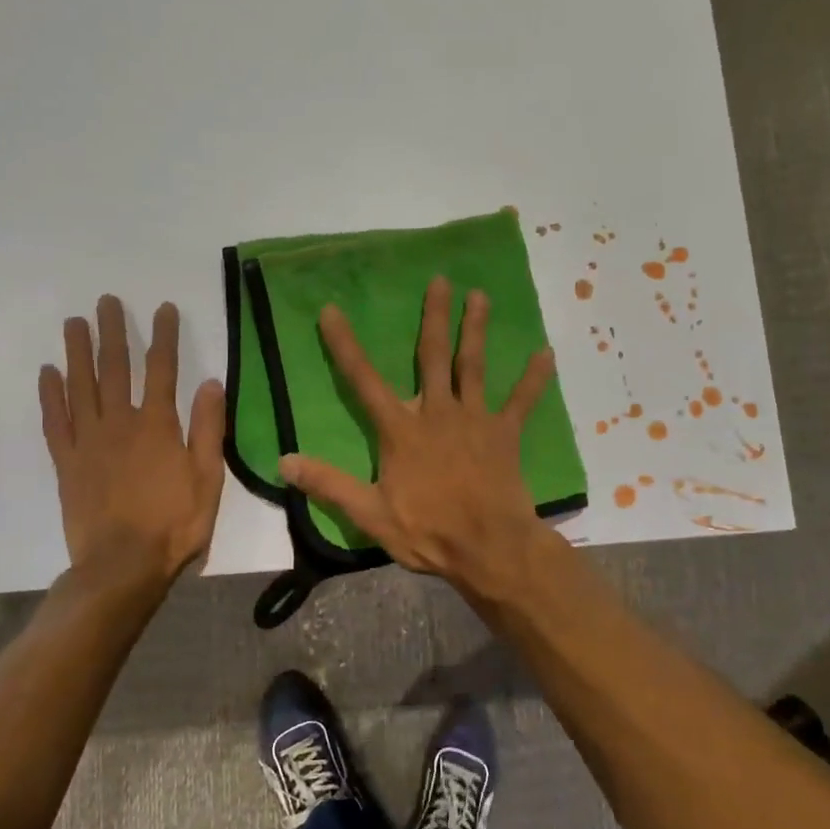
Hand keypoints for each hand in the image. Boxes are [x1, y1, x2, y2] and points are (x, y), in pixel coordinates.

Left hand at [38, 296, 225, 590]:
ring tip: (74, 322)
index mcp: (158, 426)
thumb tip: (210, 382)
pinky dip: (50, 395)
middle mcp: (120, 424)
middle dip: (113, 332)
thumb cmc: (175, 524)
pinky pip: (54, 421)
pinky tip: (48, 372)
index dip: (163, 336)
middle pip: (115, 368)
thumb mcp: (208, 478)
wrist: (123, 565)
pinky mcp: (67, 462)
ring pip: (81, 387)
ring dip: (78, 352)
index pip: (162, 369)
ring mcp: (88, 442)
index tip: (163, 308)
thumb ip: (207, 429)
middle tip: (106, 301)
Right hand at [277, 276, 556, 600]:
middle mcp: (437, 412)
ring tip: (480, 295)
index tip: (332, 310)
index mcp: (401, 430)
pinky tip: (545, 353)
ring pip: (473, 366)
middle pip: (432, 357)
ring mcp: (475, 419)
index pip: (364, 381)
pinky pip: (521, 401)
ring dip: (476, 330)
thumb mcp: (369, 514)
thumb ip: (329, 484)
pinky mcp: (504, 434)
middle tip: (440, 280)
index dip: (345, 345)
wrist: (488, 547)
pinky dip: (534, 379)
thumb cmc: (428, 531)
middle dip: (434, 317)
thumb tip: (284, 461)